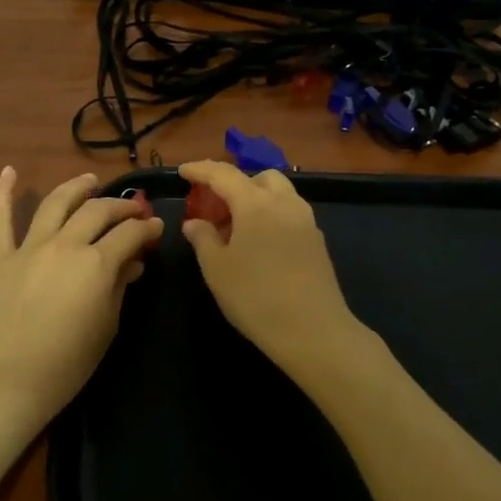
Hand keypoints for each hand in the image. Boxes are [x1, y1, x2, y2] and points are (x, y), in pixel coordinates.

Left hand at [0, 168, 163, 438]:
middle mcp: (65, 244)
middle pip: (97, 211)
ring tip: (89, 180)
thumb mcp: (107, 325)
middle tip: (132, 210)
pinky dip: (2, 192)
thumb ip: (120, 287)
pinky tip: (8, 171)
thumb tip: (131, 263)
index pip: (129, 234)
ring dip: (75, 187)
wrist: (9, 380)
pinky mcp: (0, 257)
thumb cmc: (68, 362)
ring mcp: (29, 248)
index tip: (156, 227)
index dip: (147, 228)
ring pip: (55, 203)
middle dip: (120, 206)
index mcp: (96, 263)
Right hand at [178, 160, 365, 378]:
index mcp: (255, 203)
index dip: (200, 170)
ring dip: (255, 198)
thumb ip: (203, 238)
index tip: (183, 171)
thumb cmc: (255, 297)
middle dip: (234, 183)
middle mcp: (284, 203)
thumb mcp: (217, 269)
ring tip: (236, 226)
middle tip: (215, 206)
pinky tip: (260, 242)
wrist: (313, 331)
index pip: (223, 174)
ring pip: (279, 193)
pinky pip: (290, 212)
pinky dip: (271, 214)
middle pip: (258, 177)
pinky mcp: (317, 240)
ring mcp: (306, 220)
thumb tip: (194, 223)